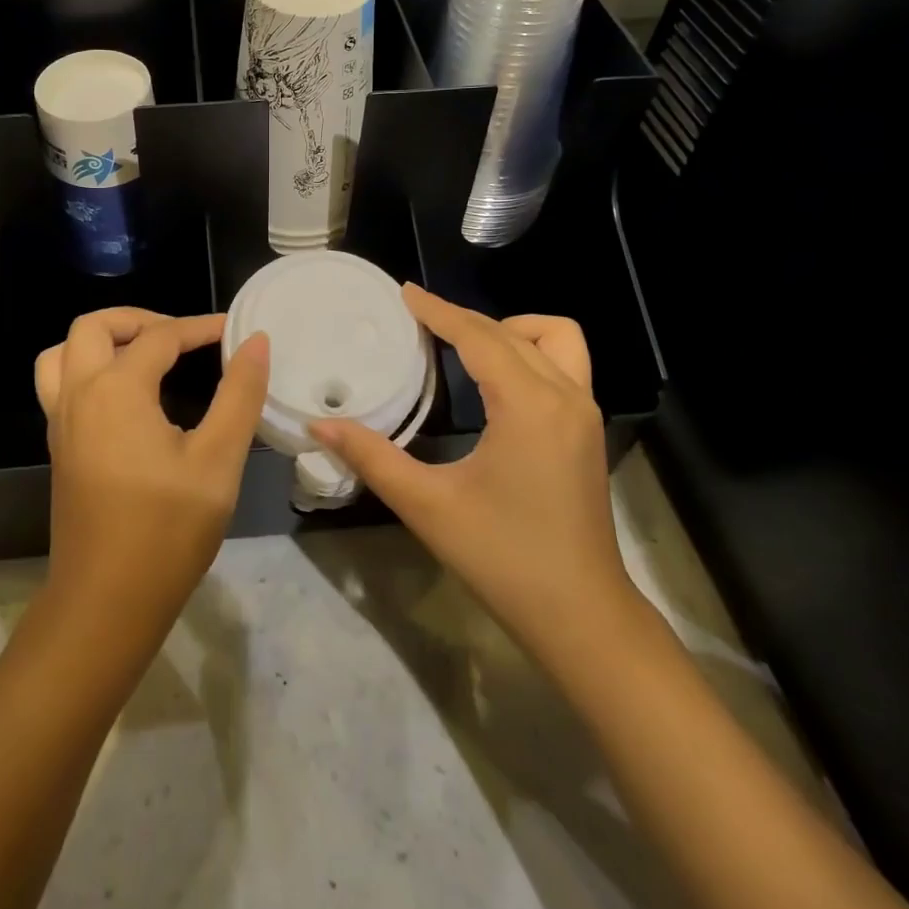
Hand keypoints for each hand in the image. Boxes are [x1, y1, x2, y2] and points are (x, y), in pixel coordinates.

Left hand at [35, 309, 269, 638]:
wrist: (106, 604)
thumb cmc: (167, 531)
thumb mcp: (218, 460)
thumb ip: (239, 394)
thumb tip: (256, 342)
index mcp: (116, 390)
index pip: (160, 337)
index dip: (200, 328)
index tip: (234, 331)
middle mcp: (79, 395)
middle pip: (93, 327)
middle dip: (138, 319)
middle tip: (180, 337)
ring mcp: (61, 422)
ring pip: (63, 353)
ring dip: (102, 340)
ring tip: (144, 355)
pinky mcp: (59, 448)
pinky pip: (60, 384)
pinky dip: (89, 368)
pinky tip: (128, 397)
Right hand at [310, 285, 638, 668]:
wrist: (581, 617)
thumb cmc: (503, 558)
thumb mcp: (428, 506)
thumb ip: (371, 457)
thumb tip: (319, 427)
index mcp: (528, 405)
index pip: (479, 337)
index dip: (438, 311)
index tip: (403, 292)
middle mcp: (565, 396)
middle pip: (512, 332)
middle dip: (462, 318)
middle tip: (417, 318)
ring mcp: (585, 413)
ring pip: (555, 339)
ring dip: (511, 330)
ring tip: (466, 346)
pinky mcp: (589, 431)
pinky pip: (564, 365)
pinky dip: (530, 353)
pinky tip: (496, 381)